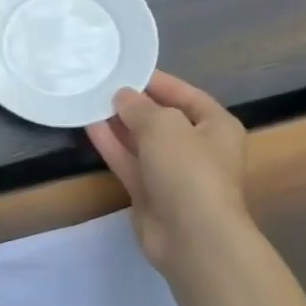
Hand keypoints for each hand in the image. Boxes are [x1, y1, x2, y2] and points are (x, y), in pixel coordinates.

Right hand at [85, 72, 250, 281]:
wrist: (191, 237)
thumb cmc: (189, 170)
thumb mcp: (163, 125)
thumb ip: (139, 107)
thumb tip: (122, 96)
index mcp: (216, 126)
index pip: (186, 95)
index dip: (157, 81)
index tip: (126, 69)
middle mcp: (198, 147)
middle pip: (162, 118)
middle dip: (134, 103)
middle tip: (101, 84)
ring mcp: (173, 173)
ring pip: (142, 141)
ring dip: (118, 123)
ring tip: (89, 100)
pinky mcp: (150, 193)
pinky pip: (129, 161)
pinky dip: (111, 145)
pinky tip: (88, 126)